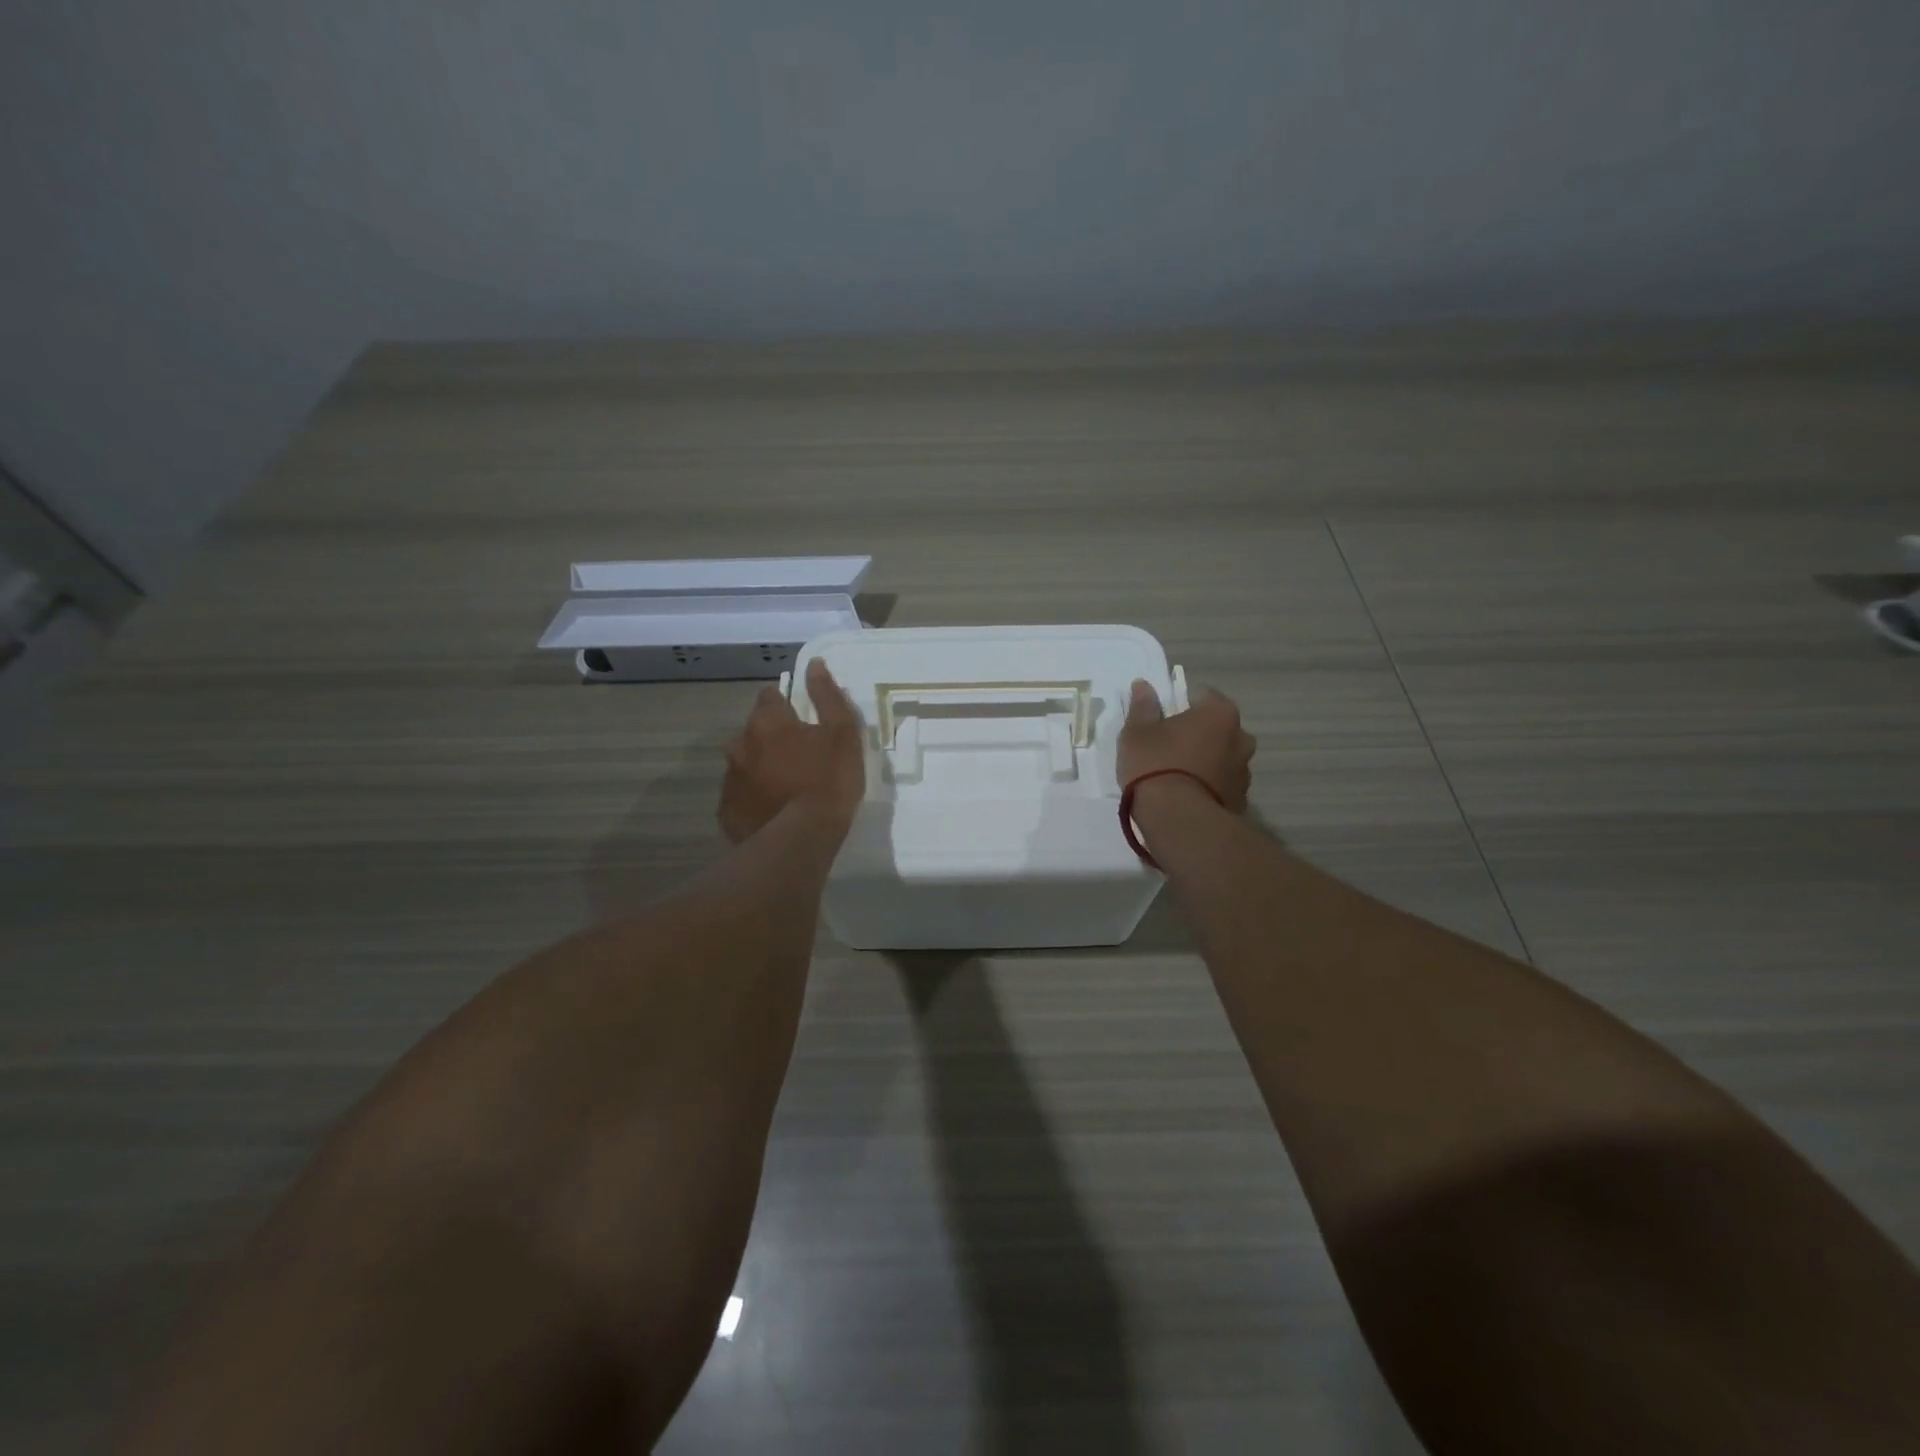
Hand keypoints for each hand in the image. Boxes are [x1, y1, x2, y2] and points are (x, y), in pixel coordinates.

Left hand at [718, 658, 866, 842]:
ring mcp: (730, 779)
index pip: (770, 696)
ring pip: (745, 762)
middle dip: (771, 737)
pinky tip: (772, 809)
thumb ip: (827, 696)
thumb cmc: (828, 781)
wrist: (801, 840)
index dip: (786, 703)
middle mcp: (739, 744)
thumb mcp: (842, 734)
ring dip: (761, 766)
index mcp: (767, 722)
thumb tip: (814, 665)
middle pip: (754, 730)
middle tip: (798, 755)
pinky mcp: (727, 811)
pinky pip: (741, 795)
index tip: (801, 717)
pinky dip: (754, 797)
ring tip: (786, 786)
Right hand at [1118, 679, 1254, 811]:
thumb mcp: (1137, 732)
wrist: (1178, 820)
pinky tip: (1185, 796)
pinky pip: (1221, 784)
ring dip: (1204, 760)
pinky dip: (1208, 785)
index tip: (1161, 720)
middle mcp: (1241, 737)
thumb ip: (1143, 706)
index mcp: (1219, 713)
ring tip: (1175, 776)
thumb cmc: (1156, 765)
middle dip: (1196, 733)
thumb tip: (1143, 685)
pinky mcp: (1240, 800)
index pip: (1201, 695)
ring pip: (1221, 756)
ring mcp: (1244, 771)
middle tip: (1167, 747)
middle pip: (1215, 727)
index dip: (1179, 704)